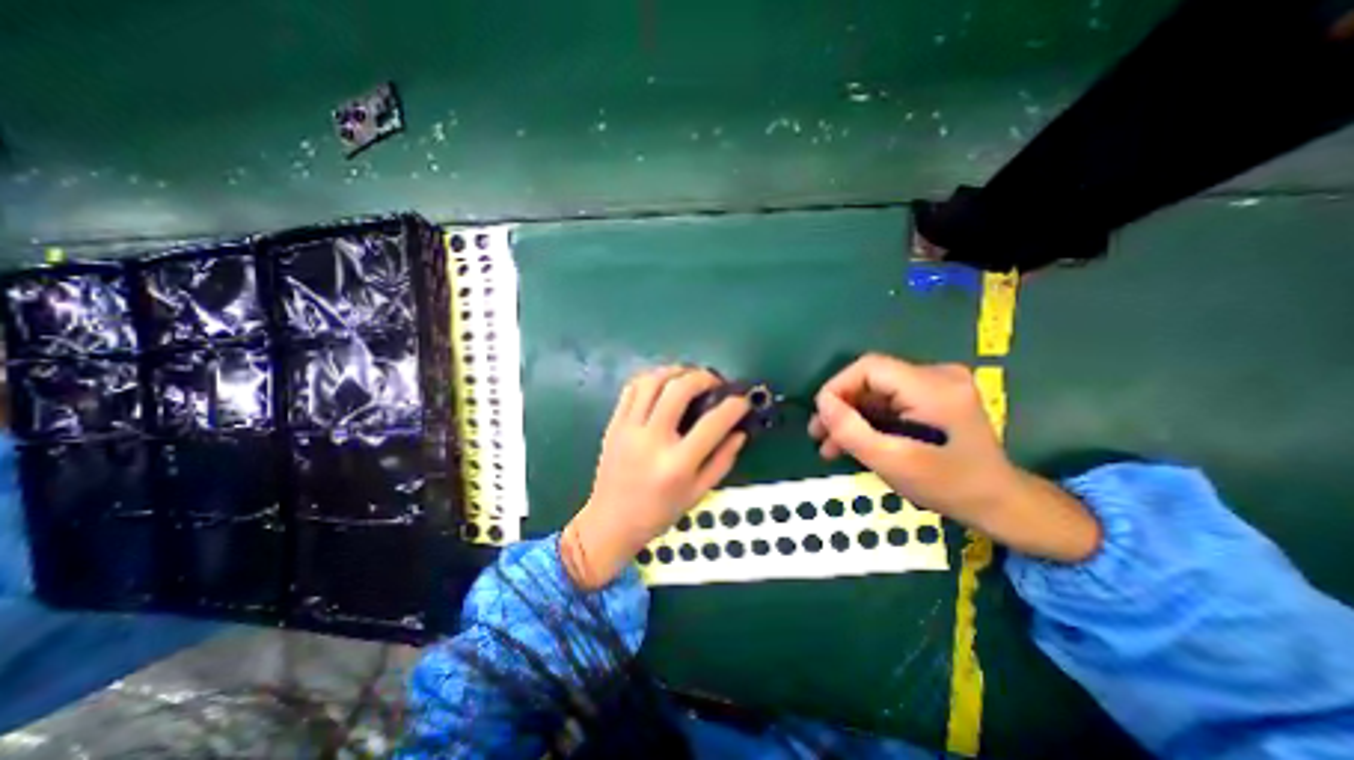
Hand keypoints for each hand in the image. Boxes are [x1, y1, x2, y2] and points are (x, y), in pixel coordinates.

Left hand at [560, 365, 750, 587]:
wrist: (610, 522)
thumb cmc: (658, 513)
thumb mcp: (698, 493)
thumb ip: (722, 461)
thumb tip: (740, 432)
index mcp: (677, 464)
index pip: (713, 423)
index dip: (734, 406)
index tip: (743, 400)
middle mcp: (652, 440)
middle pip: (679, 389)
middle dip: (703, 377)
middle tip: (715, 382)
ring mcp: (628, 429)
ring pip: (652, 381)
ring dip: (676, 371)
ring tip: (689, 376)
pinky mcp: (614, 424)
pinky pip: (631, 388)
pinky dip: (651, 378)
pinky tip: (663, 383)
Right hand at [808, 354, 1092, 559]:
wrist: (999, 503)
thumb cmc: (950, 487)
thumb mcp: (894, 462)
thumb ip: (853, 431)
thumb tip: (822, 403)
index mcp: (933, 387)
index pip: (869, 368)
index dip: (837, 387)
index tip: (821, 417)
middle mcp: (937, 375)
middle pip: (871, 380)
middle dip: (841, 407)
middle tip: (818, 435)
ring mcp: (937, 385)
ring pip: (876, 392)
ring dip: (851, 417)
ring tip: (829, 445)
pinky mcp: (933, 397)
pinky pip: (888, 401)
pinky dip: (868, 420)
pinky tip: (852, 442)